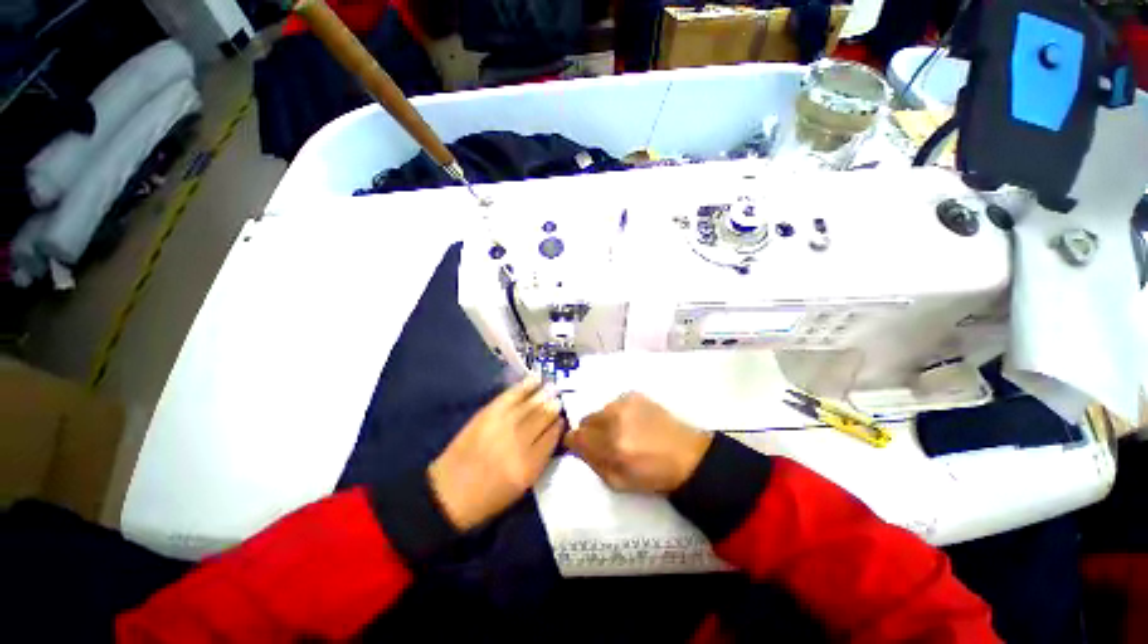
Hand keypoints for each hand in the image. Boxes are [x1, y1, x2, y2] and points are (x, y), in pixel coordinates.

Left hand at [429, 377, 564, 530]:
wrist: (448, 493)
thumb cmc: (488, 497)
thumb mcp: (521, 487)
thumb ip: (539, 459)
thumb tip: (551, 434)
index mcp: (528, 466)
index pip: (552, 437)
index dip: (558, 425)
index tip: (562, 419)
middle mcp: (518, 443)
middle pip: (543, 417)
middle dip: (553, 406)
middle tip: (559, 399)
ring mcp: (502, 425)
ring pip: (530, 405)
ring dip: (543, 394)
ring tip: (551, 387)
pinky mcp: (487, 414)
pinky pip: (511, 396)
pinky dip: (524, 386)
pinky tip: (534, 380)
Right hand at [565, 392, 712, 493]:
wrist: (688, 455)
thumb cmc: (654, 475)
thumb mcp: (618, 481)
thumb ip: (593, 463)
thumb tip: (577, 447)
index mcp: (612, 445)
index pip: (576, 436)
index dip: (574, 442)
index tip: (578, 446)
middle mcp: (616, 418)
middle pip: (585, 420)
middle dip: (590, 432)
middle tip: (605, 442)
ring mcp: (626, 403)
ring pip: (600, 411)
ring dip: (604, 421)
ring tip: (623, 432)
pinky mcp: (636, 395)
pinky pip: (614, 404)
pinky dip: (617, 413)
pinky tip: (633, 422)